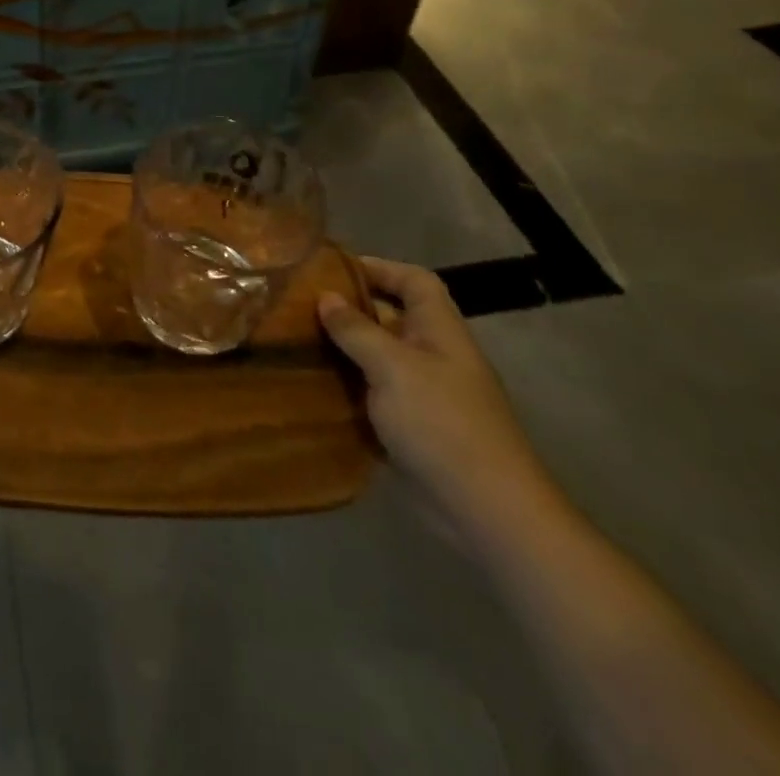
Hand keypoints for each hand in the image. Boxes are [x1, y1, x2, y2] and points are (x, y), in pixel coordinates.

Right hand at [318, 257, 558, 537]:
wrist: (485, 511)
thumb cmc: (441, 423)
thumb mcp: (393, 367)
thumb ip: (356, 329)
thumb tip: (325, 297)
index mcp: (439, 331)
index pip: (414, 281)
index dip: (379, 268)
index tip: (332, 269)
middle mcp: (433, 355)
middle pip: (391, 317)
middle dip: (349, 309)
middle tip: (298, 305)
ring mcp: (423, 394)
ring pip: (377, 357)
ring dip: (342, 350)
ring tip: (294, 340)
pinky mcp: (410, 428)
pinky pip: (372, 395)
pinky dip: (345, 388)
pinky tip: (310, 385)